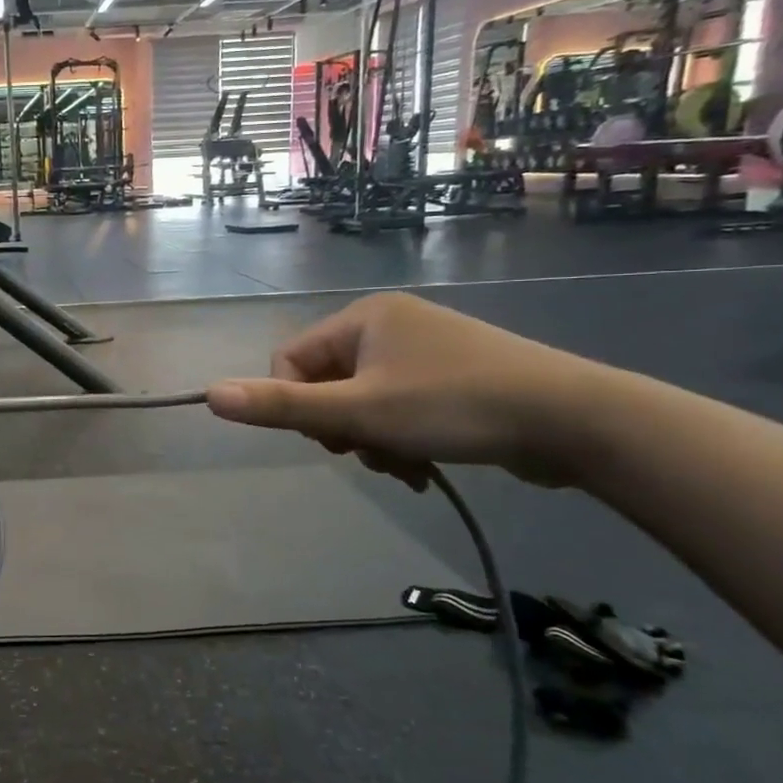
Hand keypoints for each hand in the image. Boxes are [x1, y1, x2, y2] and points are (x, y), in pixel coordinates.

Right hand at [206, 293, 604, 488]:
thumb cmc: (453, 406)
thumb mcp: (359, 412)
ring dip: (369, 439)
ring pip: (362, 401)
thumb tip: (209, 395)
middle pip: (326, 383)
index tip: (332, 437)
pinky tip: (419, 465)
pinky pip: (397, 406)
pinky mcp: (451, 375)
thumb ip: (282, 407)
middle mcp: (389, 324)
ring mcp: (423, 349)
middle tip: (369, 451)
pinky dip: (398, 437)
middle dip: (340, 427)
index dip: (297, 405)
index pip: (290, 360)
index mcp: (362, 318)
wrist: (573, 419)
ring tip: (402, 465)